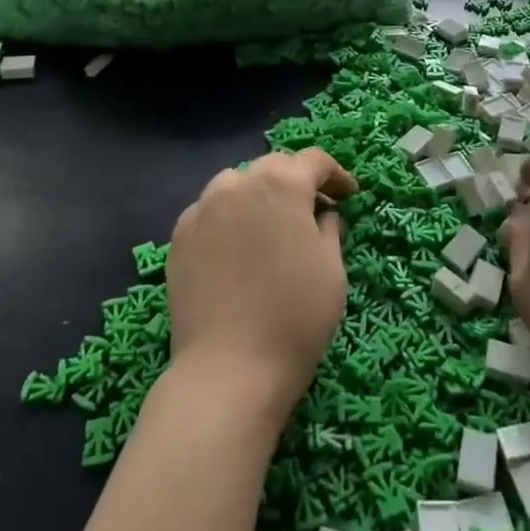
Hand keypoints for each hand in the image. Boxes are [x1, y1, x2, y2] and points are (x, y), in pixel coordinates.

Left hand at [167, 148, 356, 415]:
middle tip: (315, 210)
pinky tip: (237, 246)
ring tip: (271, 224)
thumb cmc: (295, 317)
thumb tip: (323, 215)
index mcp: (282, 184)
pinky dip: (228, 216)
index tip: (349, 196)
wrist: (228, 369)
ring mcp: (203, 207)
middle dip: (297, 181)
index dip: (336, 175)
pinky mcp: (180, 236)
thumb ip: (329, 229)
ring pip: (237, 183)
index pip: (314, 161)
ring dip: (259, 194)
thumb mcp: (332, 270)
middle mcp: (239, 183)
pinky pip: (210, 210)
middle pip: (274, 166)